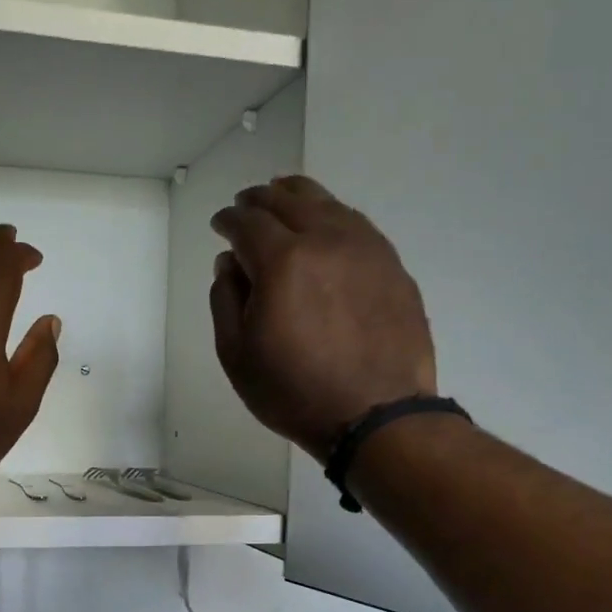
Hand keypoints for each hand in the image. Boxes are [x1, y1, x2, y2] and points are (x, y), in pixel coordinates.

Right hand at [210, 176, 436, 461]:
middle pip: (288, 201)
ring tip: (284, 196)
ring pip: (327, 204)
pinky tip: (326, 224)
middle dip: (260, 199)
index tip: (219, 225)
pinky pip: (356, 223)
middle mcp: (325, 241)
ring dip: (298, 196)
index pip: (248, 223)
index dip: (228, 220)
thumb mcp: (237, 355)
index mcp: (282, 261)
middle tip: (246, 204)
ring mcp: (366, 249)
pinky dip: (332, 214)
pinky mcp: (392, 265)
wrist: (376, 415)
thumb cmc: (294, 392)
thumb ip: (225, 300)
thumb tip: (229, 264)